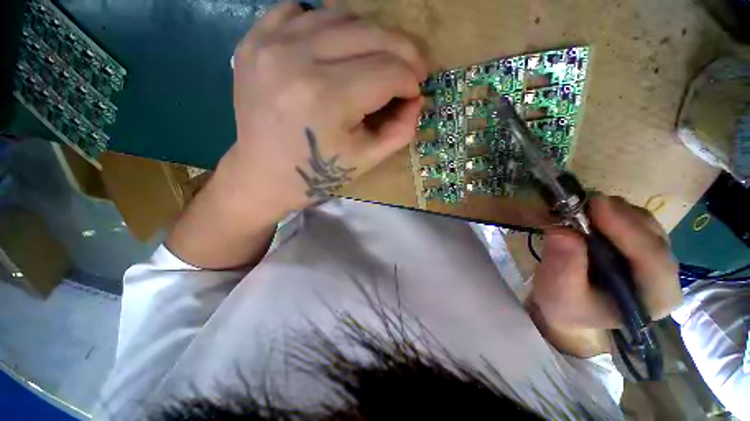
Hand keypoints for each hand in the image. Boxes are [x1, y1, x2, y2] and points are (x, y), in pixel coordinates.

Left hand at [219, 1, 426, 218]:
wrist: (264, 175)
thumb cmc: (318, 174)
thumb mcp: (367, 159)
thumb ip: (400, 130)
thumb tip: (417, 98)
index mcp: (328, 99)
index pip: (389, 72)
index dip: (411, 81)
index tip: (415, 91)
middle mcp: (298, 59)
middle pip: (371, 34)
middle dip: (403, 51)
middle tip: (411, 68)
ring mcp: (270, 43)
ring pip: (341, 15)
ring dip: (371, 36)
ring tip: (377, 60)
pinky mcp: (255, 40)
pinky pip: (302, 10)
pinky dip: (328, 23)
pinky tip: (336, 47)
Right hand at [527, 196, 681, 356]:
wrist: (569, 304)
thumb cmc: (566, 306)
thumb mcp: (558, 293)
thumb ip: (563, 267)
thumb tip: (562, 231)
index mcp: (654, 298)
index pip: (653, 259)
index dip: (627, 230)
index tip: (596, 205)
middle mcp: (664, 274)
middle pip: (651, 234)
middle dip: (617, 215)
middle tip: (579, 203)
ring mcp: (655, 255)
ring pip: (643, 221)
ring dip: (611, 210)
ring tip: (578, 210)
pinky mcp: (640, 242)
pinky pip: (632, 218)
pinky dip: (608, 211)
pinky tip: (587, 215)